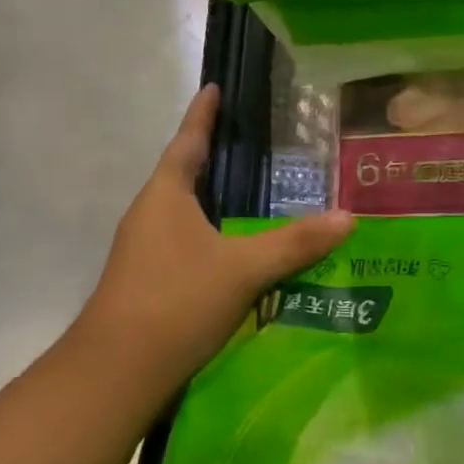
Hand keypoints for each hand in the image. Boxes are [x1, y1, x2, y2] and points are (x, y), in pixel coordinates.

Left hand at [75, 85, 354, 409]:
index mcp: (165, 196)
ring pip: (186, 211)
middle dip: (214, 154)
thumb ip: (296, 243)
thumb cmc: (175, 302)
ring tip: (255, 190)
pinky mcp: (150, 282)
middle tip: (254, 139)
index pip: (187, 141)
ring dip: (214, 197)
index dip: (202, 115)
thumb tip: (349, 217)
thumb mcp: (244, 269)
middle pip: (184, 173)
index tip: (214, 87)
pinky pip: (188, 241)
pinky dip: (214, 233)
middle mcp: (150, 216)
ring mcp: (145, 251)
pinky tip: (241, 248)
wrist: (114, 376)